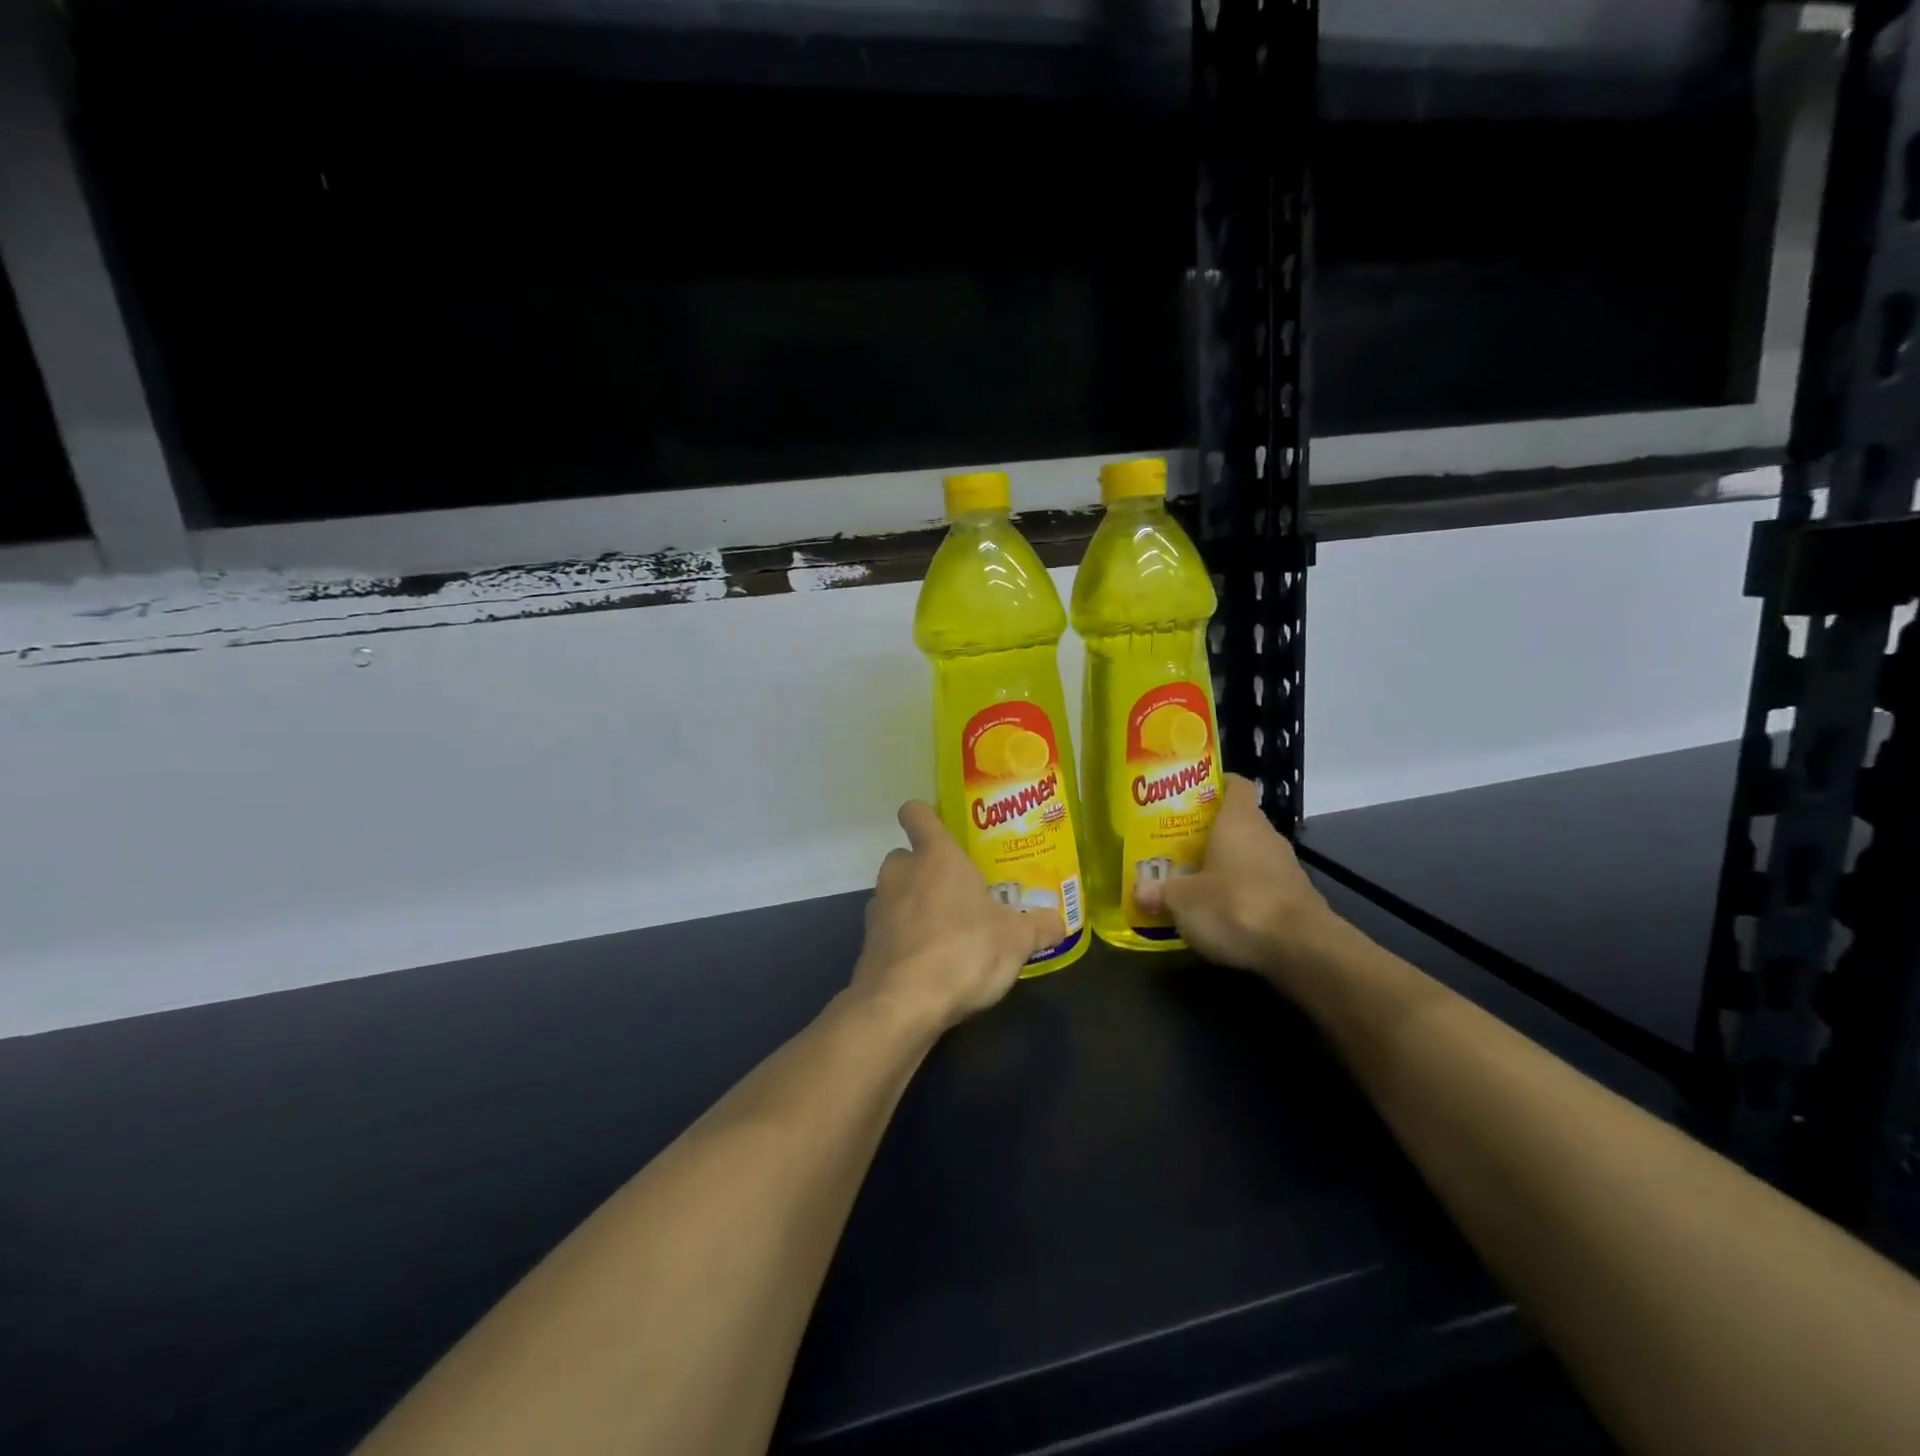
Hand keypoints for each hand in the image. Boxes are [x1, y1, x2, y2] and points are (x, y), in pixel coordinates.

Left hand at [851, 801, 1066, 1032]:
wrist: (901, 1005)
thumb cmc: (963, 951)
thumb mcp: (1016, 940)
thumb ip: (1039, 926)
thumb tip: (1059, 921)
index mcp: (935, 856)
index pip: (916, 814)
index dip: (925, 815)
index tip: (942, 828)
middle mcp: (901, 873)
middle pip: (906, 856)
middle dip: (926, 870)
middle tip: (959, 891)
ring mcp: (879, 908)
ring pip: (896, 893)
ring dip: (915, 905)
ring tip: (948, 930)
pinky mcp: (868, 944)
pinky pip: (890, 929)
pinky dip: (906, 939)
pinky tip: (930, 962)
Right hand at [1134, 773, 1334, 975]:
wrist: (1301, 949)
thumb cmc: (1235, 904)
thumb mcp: (1183, 900)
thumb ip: (1160, 892)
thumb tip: (1138, 890)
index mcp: (1239, 820)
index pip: (1236, 785)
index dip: (1216, 785)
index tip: (1191, 795)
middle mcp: (1266, 835)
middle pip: (1239, 822)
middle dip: (1211, 832)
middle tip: (1179, 844)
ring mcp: (1287, 867)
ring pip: (1251, 856)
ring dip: (1229, 866)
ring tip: (1197, 880)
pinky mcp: (1297, 899)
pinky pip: (1263, 886)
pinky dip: (1245, 894)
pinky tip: (1225, 913)